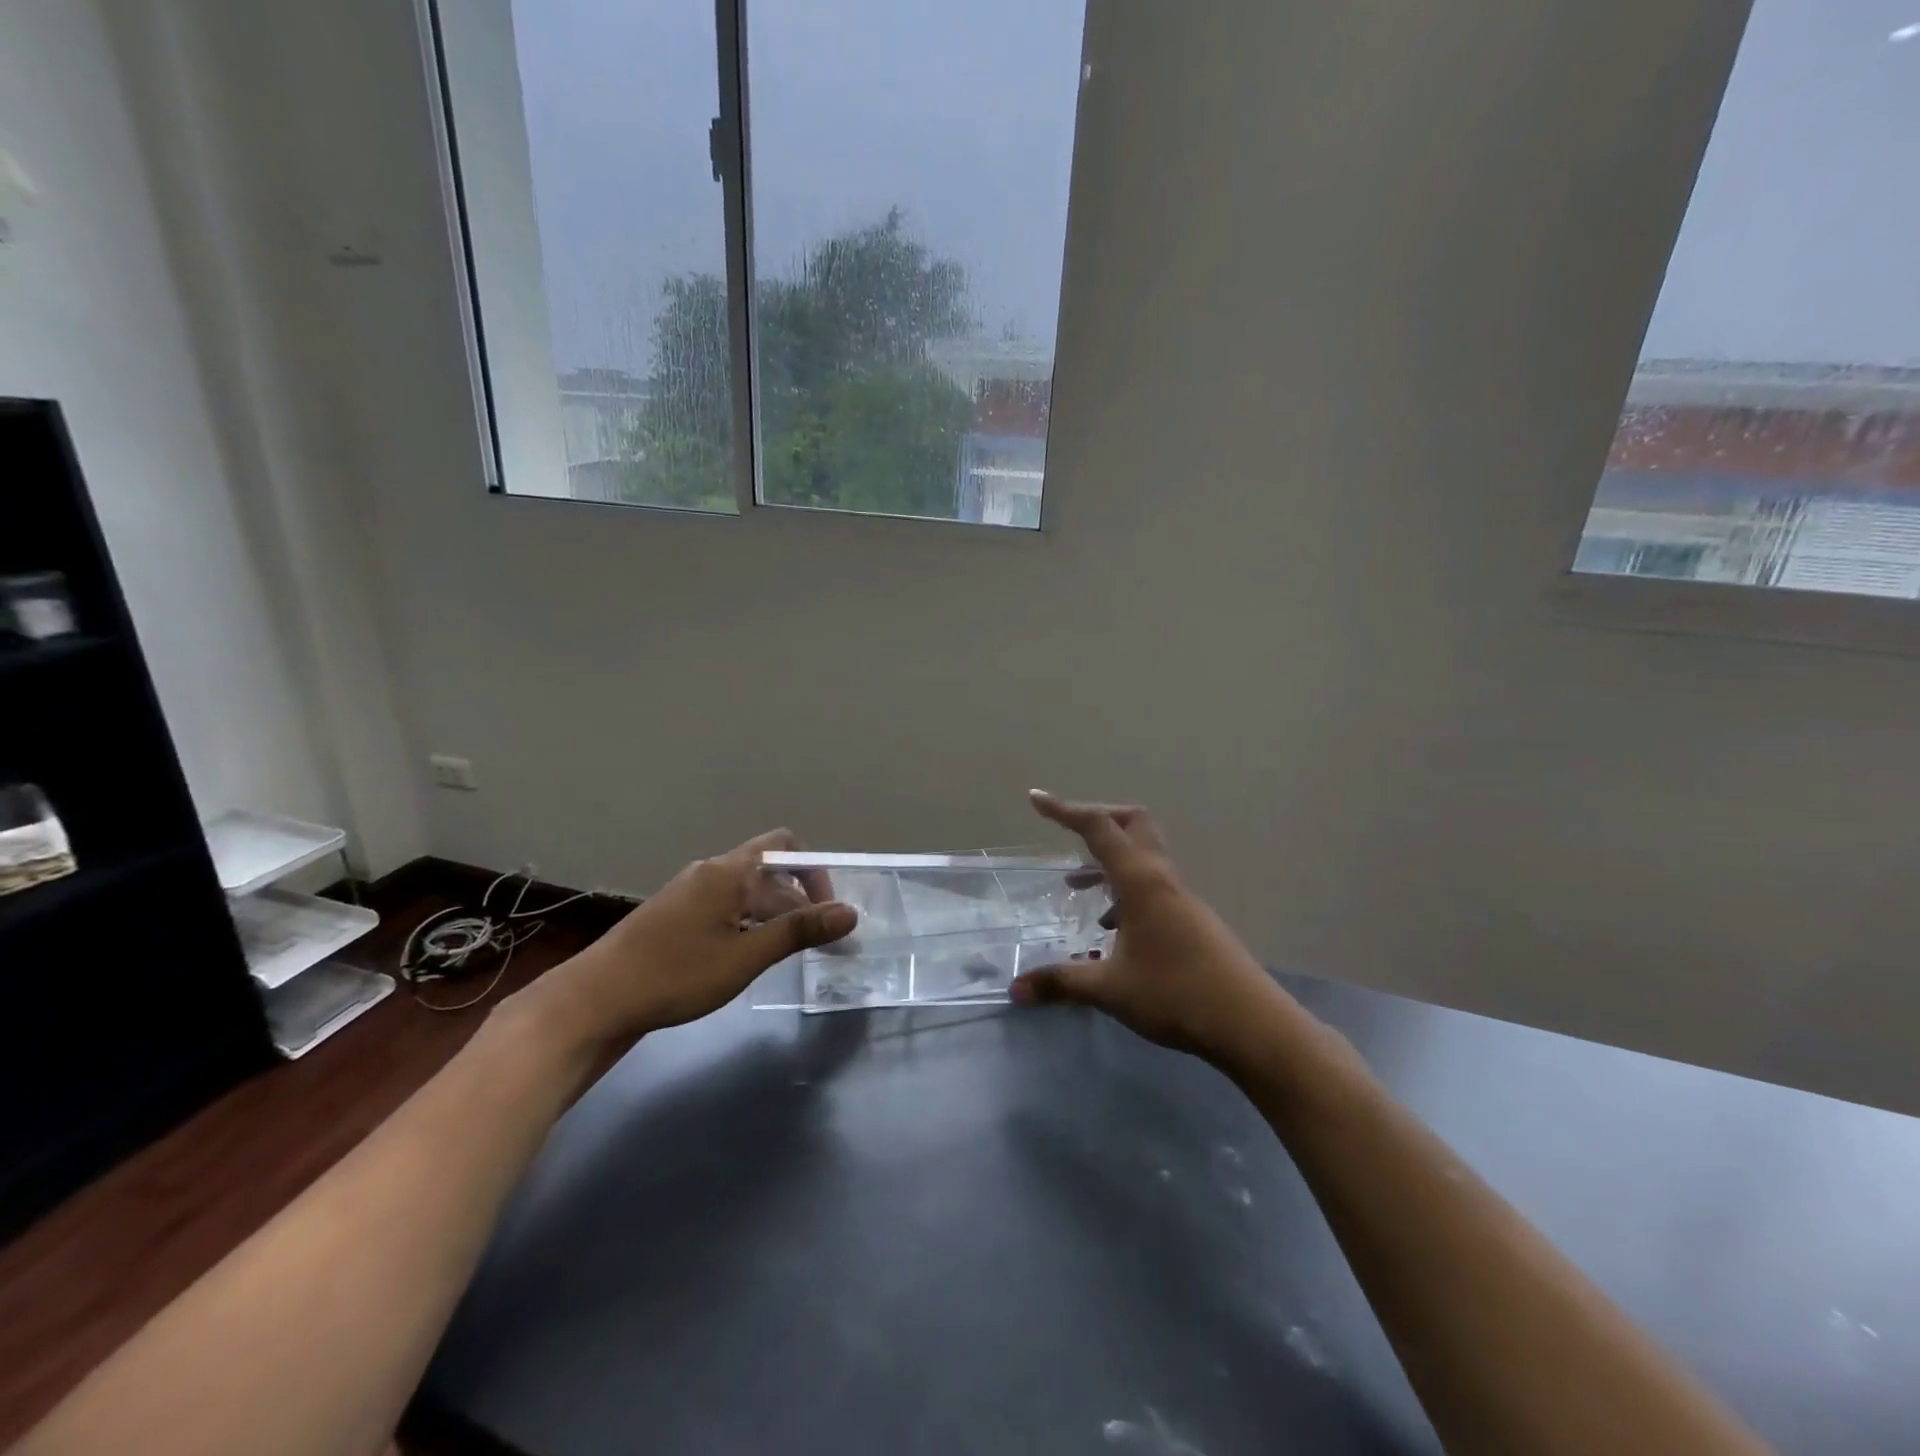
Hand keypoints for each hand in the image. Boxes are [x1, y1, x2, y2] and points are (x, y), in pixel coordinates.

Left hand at [519, 829, 856, 1056]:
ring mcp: (688, 892)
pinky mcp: (674, 915)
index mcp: (728, 872)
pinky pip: (724, 905)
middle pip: (768, 869)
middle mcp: (709, 872)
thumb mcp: (746, 956)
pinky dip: (747, 921)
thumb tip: (850, 913)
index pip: (786, 849)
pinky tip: (745, 955)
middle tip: (814, 939)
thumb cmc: (676, 975)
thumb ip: (799, 931)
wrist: (595, 1001)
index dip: (814, 874)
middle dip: (797, 898)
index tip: (826, 914)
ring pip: (745, 890)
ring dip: (772, 912)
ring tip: (784, 951)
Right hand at [1012, 792, 1286, 1066]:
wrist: (1252, 1025)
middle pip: (1131, 824)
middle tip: (1066, 837)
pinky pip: (1151, 884)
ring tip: (1076, 887)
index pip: (1098, 828)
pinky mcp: (1192, 919)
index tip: (1036, 799)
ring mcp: (1181, 898)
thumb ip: (1061, 983)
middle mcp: (1162, 878)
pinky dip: (1125, 889)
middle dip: (1096, 821)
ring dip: (1108, 860)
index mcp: (1141, 880)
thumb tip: (1015, 989)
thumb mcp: (1110, 989)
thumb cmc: (1177, 995)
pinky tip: (1111, 928)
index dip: (1064, 810)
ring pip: (1142, 856)